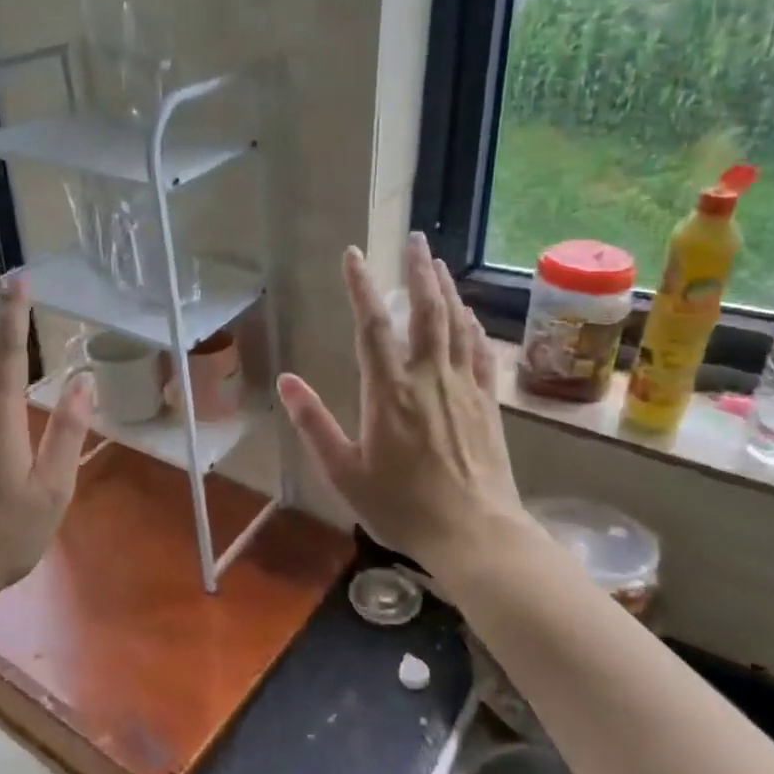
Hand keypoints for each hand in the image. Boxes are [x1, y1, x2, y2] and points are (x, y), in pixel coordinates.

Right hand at [277, 233, 530, 579]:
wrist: (475, 533)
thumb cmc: (403, 506)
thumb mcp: (345, 472)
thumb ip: (314, 424)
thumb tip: (286, 382)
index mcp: (389, 392)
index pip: (372, 326)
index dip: (360, 286)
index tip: (353, 254)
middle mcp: (429, 378)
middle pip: (427, 311)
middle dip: (420, 271)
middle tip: (417, 240)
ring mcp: (463, 388)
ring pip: (457, 324)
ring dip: (447, 290)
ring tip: (439, 264)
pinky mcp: (487, 403)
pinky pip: (480, 352)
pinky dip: (473, 327)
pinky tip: (469, 316)